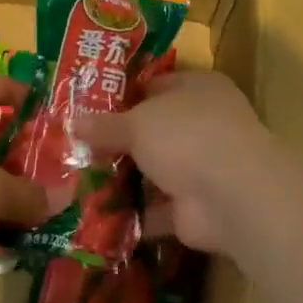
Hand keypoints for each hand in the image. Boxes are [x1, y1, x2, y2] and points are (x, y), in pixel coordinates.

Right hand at [76, 72, 272, 254]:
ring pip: (154, 171)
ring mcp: (202, 168)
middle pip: (153, 130)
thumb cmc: (186, 137)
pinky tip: (93, 217)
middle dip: (117, 141)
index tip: (85, 107)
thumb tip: (71, 121)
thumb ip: (105, 124)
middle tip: (72, 147)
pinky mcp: (194, 207)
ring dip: (122, 179)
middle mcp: (203, 124)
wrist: (231, 196)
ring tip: (74, 182)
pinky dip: (131, 215)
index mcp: (198, 89)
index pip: (155, 85)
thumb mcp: (137, 122)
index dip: (122, 95)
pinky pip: (154, 210)